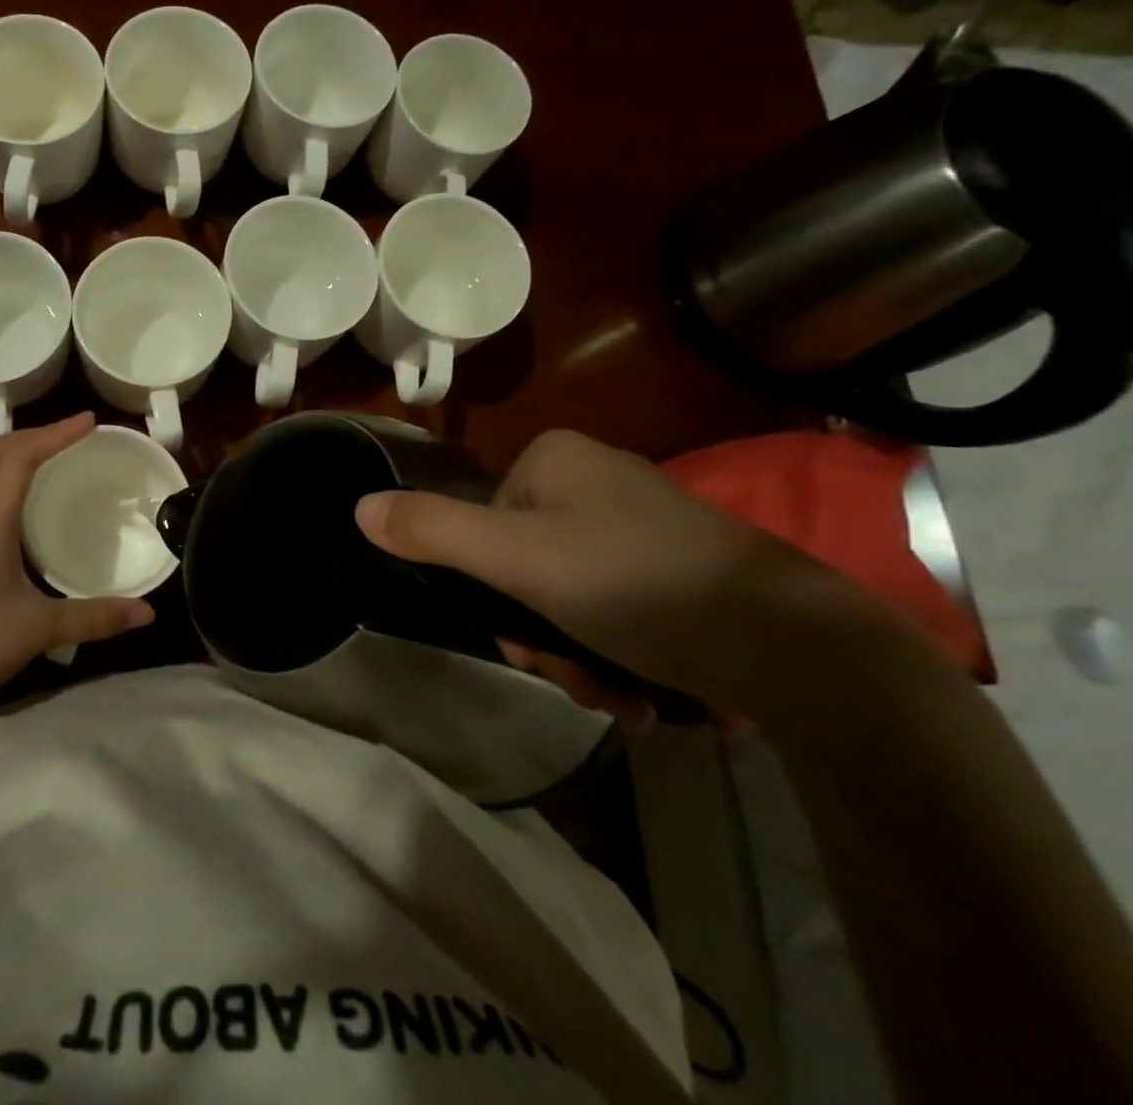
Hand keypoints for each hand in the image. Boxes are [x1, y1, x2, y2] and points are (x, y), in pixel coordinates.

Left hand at [0, 413, 153, 720]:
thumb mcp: (40, 630)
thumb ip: (96, 617)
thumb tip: (147, 613)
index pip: (20, 457)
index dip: (56, 432)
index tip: (89, 420)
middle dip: (36, 434)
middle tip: (74, 434)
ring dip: (14, 453)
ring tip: (51, 457)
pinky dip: (0, 478)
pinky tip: (18, 503)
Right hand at [355, 429, 900, 726]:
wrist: (797, 646)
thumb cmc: (635, 584)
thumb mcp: (516, 560)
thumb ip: (433, 532)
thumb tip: (359, 508)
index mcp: (555, 459)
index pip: (484, 526)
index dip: (491, 590)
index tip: (519, 640)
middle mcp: (596, 479)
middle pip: (526, 565)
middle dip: (540, 635)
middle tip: (574, 679)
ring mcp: (642, 522)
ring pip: (569, 594)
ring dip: (577, 655)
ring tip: (616, 697)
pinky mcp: (682, 566)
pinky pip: (617, 605)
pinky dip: (617, 651)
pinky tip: (642, 694)